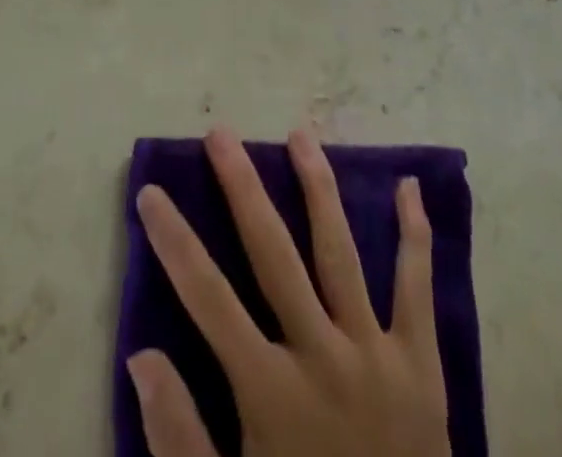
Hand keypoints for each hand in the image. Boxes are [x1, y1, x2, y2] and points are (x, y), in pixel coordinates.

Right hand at [128, 127, 450, 456]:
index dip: (175, 242)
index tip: (151, 192)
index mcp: (270, 393)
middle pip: (273, 253)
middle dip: (242, 188)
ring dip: (318, 187)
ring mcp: (374, 353)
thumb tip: (141, 357)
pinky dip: (416, 235)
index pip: (208, 298)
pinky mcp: (420, 363)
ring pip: (340, 252)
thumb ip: (180, 437)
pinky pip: (417, 288)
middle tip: (221, 134)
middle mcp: (321, 356)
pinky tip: (410, 185)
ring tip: (300, 134)